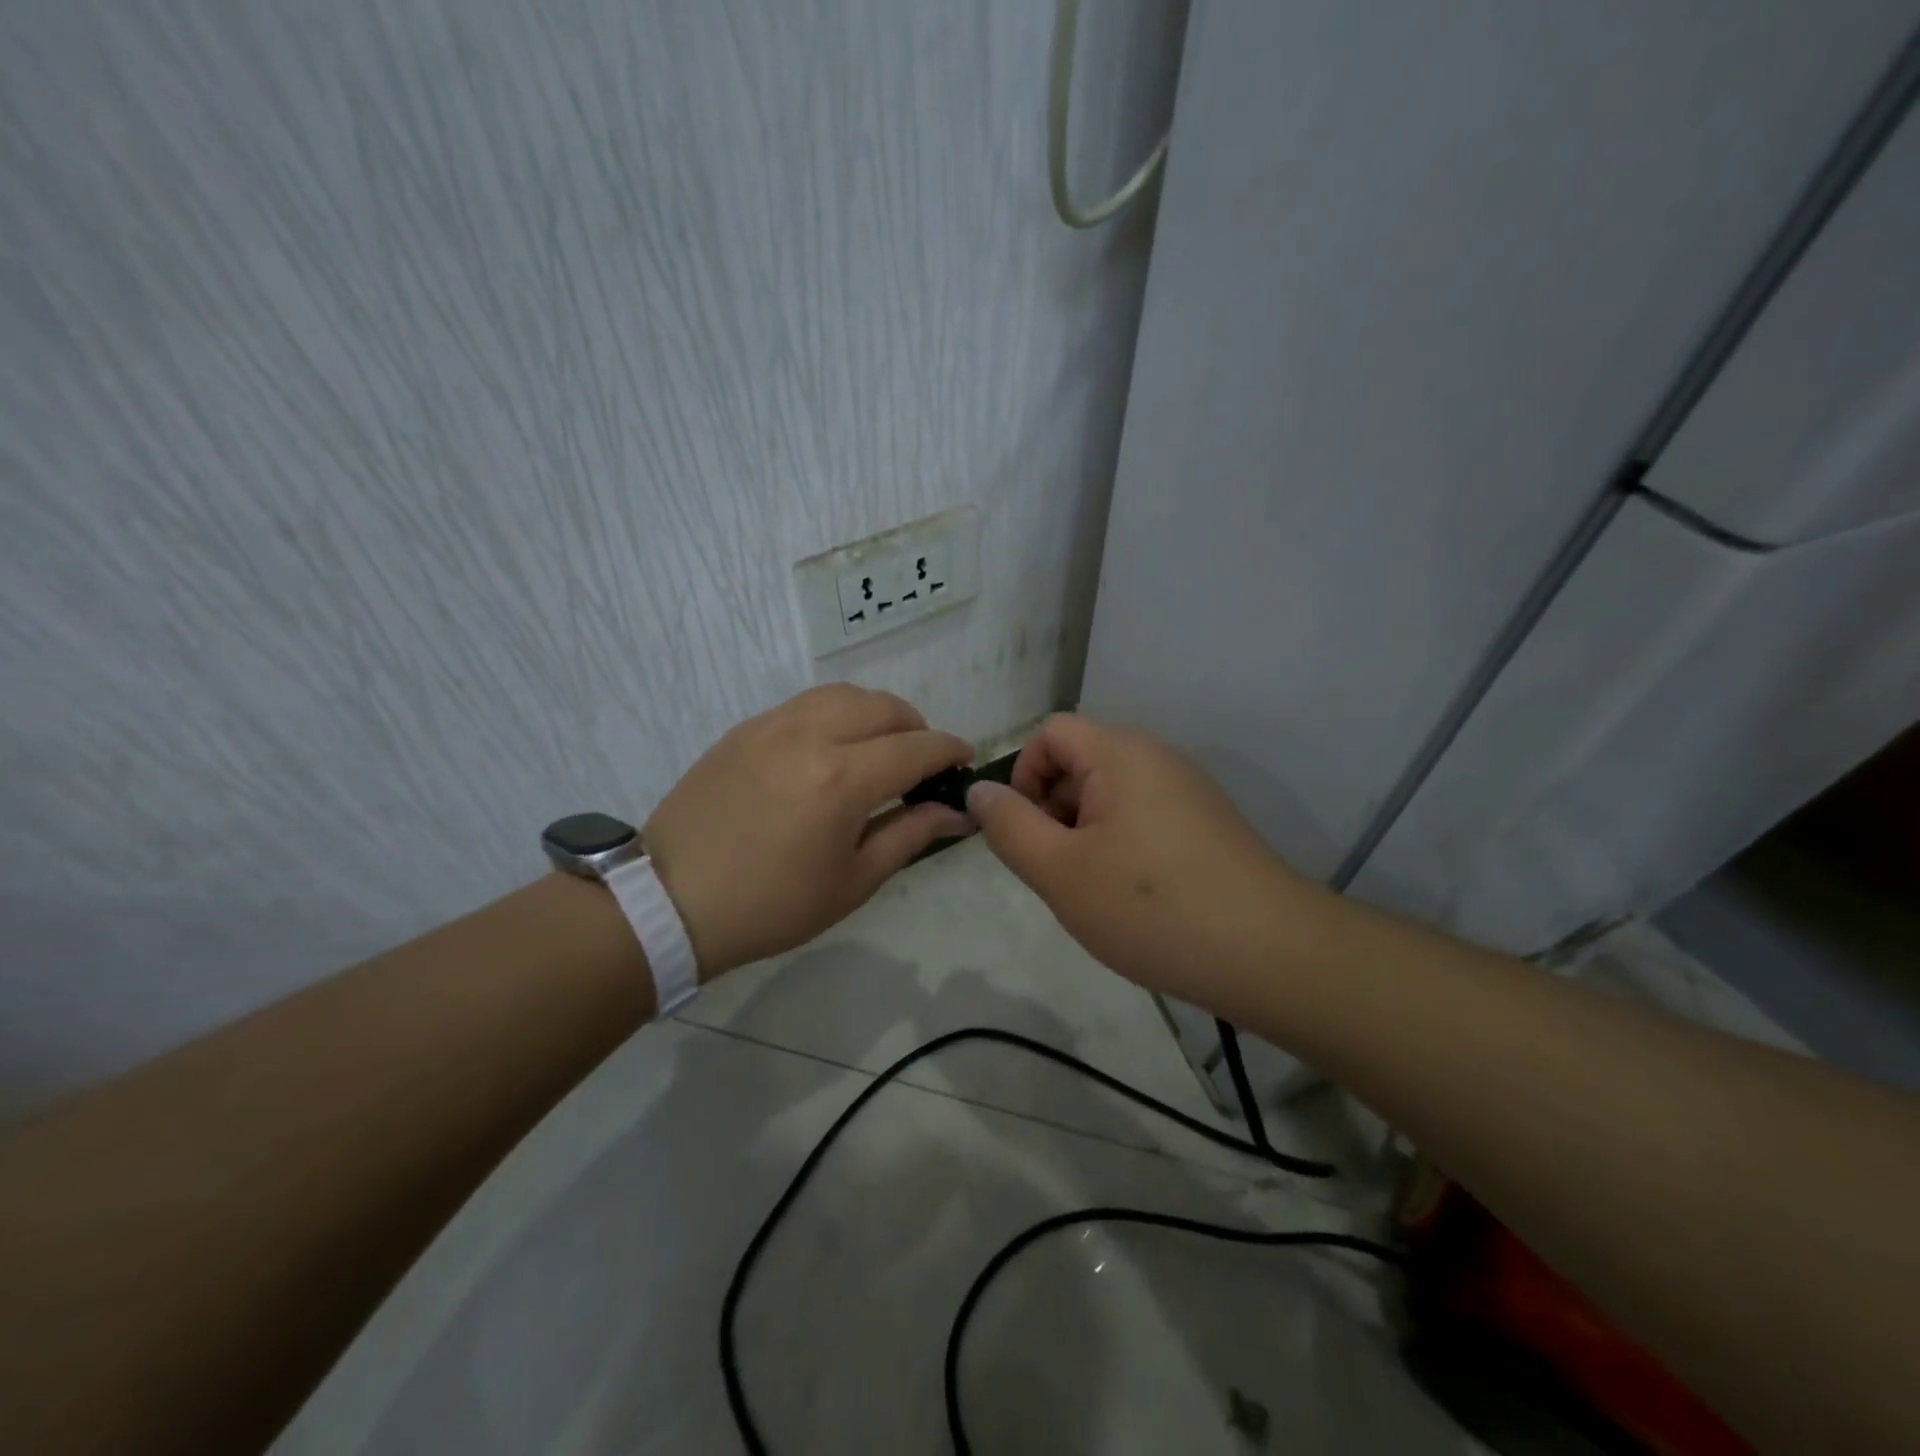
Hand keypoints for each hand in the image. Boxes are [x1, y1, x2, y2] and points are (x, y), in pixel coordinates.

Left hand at [643, 685, 972, 976]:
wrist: (671, 902)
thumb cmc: (771, 905)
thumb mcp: (852, 881)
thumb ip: (910, 834)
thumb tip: (956, 812)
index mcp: (842, 779)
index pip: (916, 748)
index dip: (949, 750)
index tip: (965, 760)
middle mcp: (810, 735)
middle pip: (884, 707)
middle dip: (917, 728)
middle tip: (922, 763)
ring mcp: (772, 725)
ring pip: (844, 694)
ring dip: (877, 713)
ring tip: (880, 748)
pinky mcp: (745, 729)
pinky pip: (806, 704)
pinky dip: (836, 714)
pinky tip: (832, 748)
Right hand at [965, 714, 1320, 1006]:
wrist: (1270, 954)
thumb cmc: (1150, 907)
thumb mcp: (1059, 871)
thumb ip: (1009, 825)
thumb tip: (979, 790)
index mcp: (1121, 754)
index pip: (1050, 734)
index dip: (1023, 776)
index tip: (1025, 833)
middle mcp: (1158, 758)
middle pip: (1081, 762)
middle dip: (1053, 811)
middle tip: (1057, 871)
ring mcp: (1189, 791)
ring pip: (1112, 795)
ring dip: (1085, 834)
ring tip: (1094, 891)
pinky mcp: (1208, 824)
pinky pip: (1144, 817)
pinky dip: (1121, 845)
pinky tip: (1133, 898)